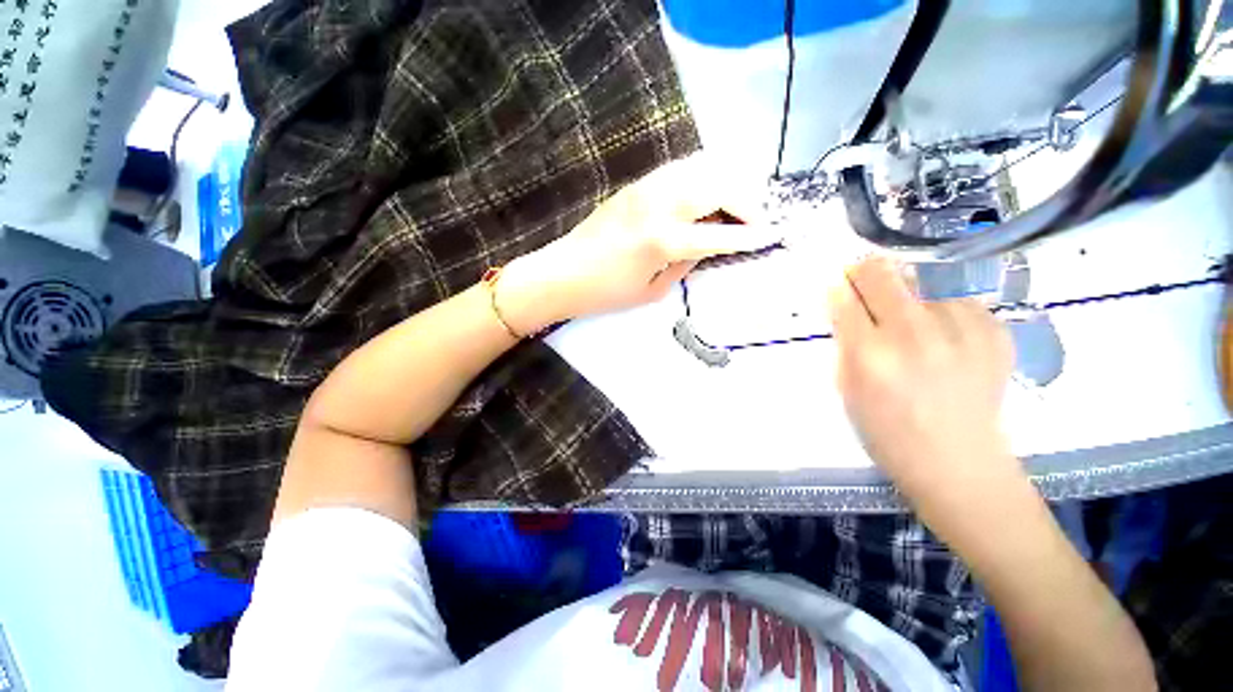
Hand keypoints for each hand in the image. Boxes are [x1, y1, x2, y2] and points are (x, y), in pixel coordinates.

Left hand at [495, 155, 775, 333]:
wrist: (563, 273)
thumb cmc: (607, 292)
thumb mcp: (653, 290)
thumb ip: (685, 263)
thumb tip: (708, 244)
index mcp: (664, 240)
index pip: (719, 234)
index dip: (749, 236)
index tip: (773, 236)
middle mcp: (659, 205)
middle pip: (718, 187)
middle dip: (746, 202)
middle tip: (755, 220)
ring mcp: (646, 189)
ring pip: (701, 169)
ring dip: (726, 185)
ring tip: (736, 206)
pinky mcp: (636, 185)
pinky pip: (680, 171)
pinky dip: (702, 178)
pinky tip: (705, 196)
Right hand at [826, 256, 1019, 514]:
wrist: (958, 462)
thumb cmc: (887, 431)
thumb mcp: (846, 388)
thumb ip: (843, 341)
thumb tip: (843, 302)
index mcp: (869, 354)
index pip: (844, 297)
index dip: (838, 287)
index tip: (839, 287)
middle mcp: (913, 334)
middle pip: (881, 273)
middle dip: (866, 274)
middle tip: (866, 284)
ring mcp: (960, 330)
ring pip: (921, 282)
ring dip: (909, 296)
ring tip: (914, 326)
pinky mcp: (994, 331)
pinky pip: (956, 301)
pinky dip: (943, 312)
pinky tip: (945, 339)